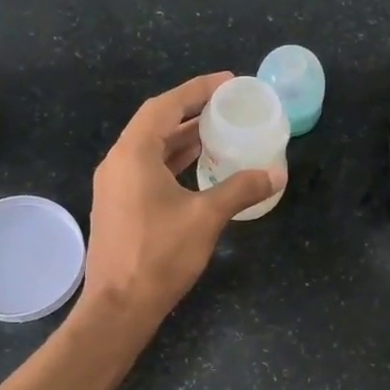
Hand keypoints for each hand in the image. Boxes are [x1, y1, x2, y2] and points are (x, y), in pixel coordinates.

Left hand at [80, 73, 274, 328]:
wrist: (119, 307)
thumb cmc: (159, 256)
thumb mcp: (206, 218)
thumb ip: (240, 189)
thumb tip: (274, 174)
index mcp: (133, 154)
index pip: (165, 106)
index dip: (197, 89)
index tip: (227, 82)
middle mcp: (118, 163)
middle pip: (156, 123)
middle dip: (191, 111)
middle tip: (227, 106)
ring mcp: (115, 186)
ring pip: (151, 148)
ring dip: (183, 138)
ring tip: (219, 132)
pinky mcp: (118, 206)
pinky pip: (147, 169)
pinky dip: (173, 161)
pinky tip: (198, 167)